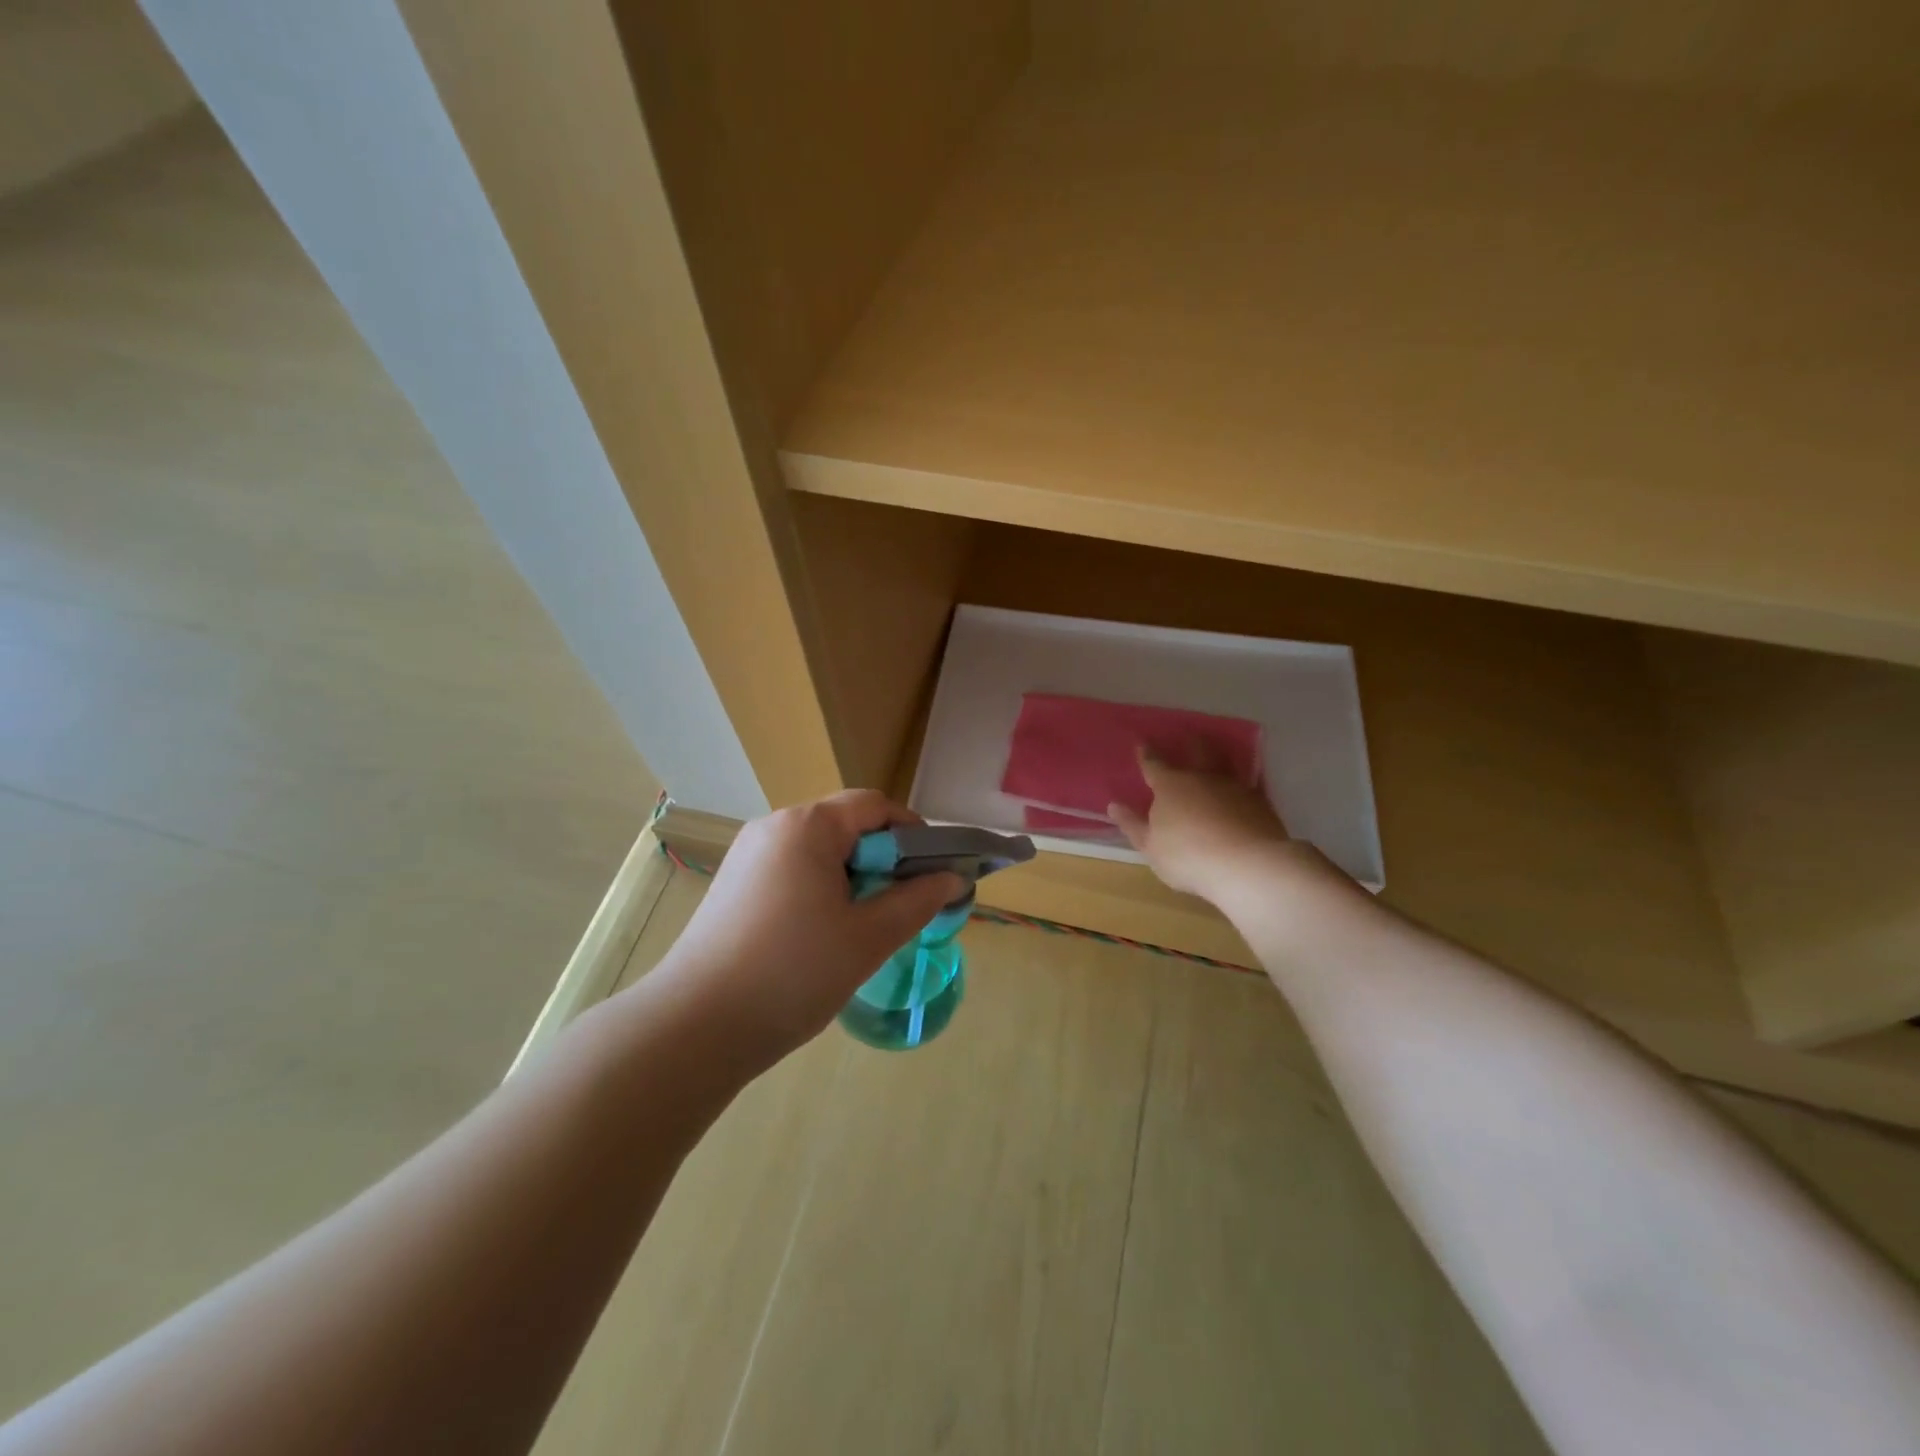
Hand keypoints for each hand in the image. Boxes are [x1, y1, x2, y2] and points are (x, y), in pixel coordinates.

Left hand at [649, 791, 963, 1063]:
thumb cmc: (792, 973)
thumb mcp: (868, 938)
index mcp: (807, 826)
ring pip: (818, 851)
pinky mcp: (733, 885)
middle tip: (903, 907)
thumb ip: (916, 901)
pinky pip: (792, 871)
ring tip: (865, 927)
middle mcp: (774, 827)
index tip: (933, 874)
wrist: (694, 1027)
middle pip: (845, 826)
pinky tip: (823, 936)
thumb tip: (952, 879)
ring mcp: (747, 855)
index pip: (875, 806)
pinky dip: (820, 890)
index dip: (914, 834)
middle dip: (883, 860)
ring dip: (852, 878)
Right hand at [1109, 745, 1319, 900]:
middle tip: (1190, 734)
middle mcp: (1203, 778)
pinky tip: (1244, 790)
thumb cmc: (1187, 856)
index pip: (1154, 764)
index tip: (1142, 743)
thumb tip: (1114, 806)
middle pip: (1196, 753)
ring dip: (1220, 757)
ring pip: (1225, 765)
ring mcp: (1235, 788)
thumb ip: (1133, 825)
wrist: (1247, 865)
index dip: (1147, 754)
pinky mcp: (1260, 803)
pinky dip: (1243, 785)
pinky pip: (1248, 786)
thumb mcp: (1150, 847)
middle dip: (1191, 743)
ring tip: (1219, 754)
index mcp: (1170, 786)